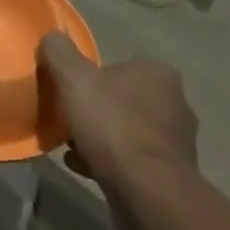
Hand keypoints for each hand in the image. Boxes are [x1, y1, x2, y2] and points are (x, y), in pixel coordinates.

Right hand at [38, 33, 198, 189]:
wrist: (147, 191)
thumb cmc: (112, 125)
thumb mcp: (74, 78)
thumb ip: (60, 52)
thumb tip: (52, 38)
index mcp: (158, 73)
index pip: (118, 66)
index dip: (90, 78)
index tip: (70, 93)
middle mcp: (175, 102)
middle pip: (122, 99)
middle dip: (96, 109)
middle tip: (69, 119)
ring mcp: (177, 141)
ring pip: (127, 131)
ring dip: (101, 137)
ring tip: (72, 146)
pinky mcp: (172, 174)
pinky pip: (132, 160)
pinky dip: (109, 160)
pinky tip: (84, 166)